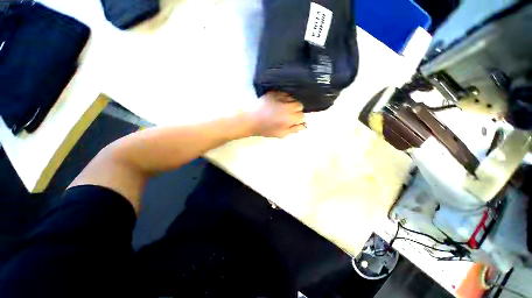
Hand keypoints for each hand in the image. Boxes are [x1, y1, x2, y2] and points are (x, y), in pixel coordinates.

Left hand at [247, 91, 305, 137]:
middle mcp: (288, 106)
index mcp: (290, 118)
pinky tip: (278, 103)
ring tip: (283, 108)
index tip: (294, 121)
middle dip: (297, 111)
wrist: (252, 120)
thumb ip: (293, 129)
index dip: (299, 120)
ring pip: (293, 99)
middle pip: (300, 105)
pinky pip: (285, 94)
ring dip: (291, 104)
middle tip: (288, 115)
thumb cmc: (266, 129)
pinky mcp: (275, 93)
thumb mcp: (281, 134)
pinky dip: (284, 98)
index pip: (302, 116)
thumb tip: (303, 126)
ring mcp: (281, 98)